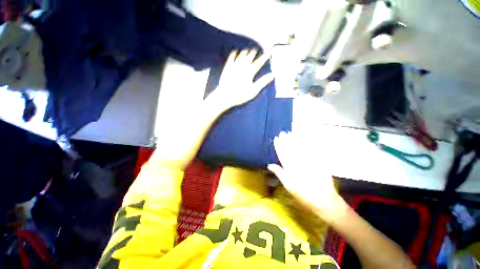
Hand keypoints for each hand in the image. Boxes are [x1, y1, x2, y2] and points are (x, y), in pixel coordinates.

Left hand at [208, 50, 273, 110]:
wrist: (225, 96)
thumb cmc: (240, 95)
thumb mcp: (253, 91)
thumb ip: (262, 82)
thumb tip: (272, 75)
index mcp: (250, 72)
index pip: (259, 62)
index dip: (264, 57)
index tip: (268, 52)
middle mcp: (242, 66)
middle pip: (250, 56)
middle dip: (254, 52)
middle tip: (257, 50)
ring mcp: (234, 65)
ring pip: (241, 54)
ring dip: (245, 51)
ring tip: (248, 49)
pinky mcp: (227, 67)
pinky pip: (231, 57)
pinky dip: (234, 53)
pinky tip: (236, 51)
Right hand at [268, 131, 347, 223]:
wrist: (323, 199)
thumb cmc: (302, 193)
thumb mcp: (287, 185)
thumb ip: (279, 173)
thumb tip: (269, 164)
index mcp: (289, 167)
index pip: (282, 153)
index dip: (278, 145)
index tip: (276, 138)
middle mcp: (297, 161)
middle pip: (290, 148)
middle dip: (286, 140)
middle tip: (283, 132)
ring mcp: (307, 160)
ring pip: (299, 147)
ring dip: (294, 139)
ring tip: (291, 133)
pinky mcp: (317, 161)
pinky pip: (311, 150)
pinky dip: (307, 143)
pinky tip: (305, 138)